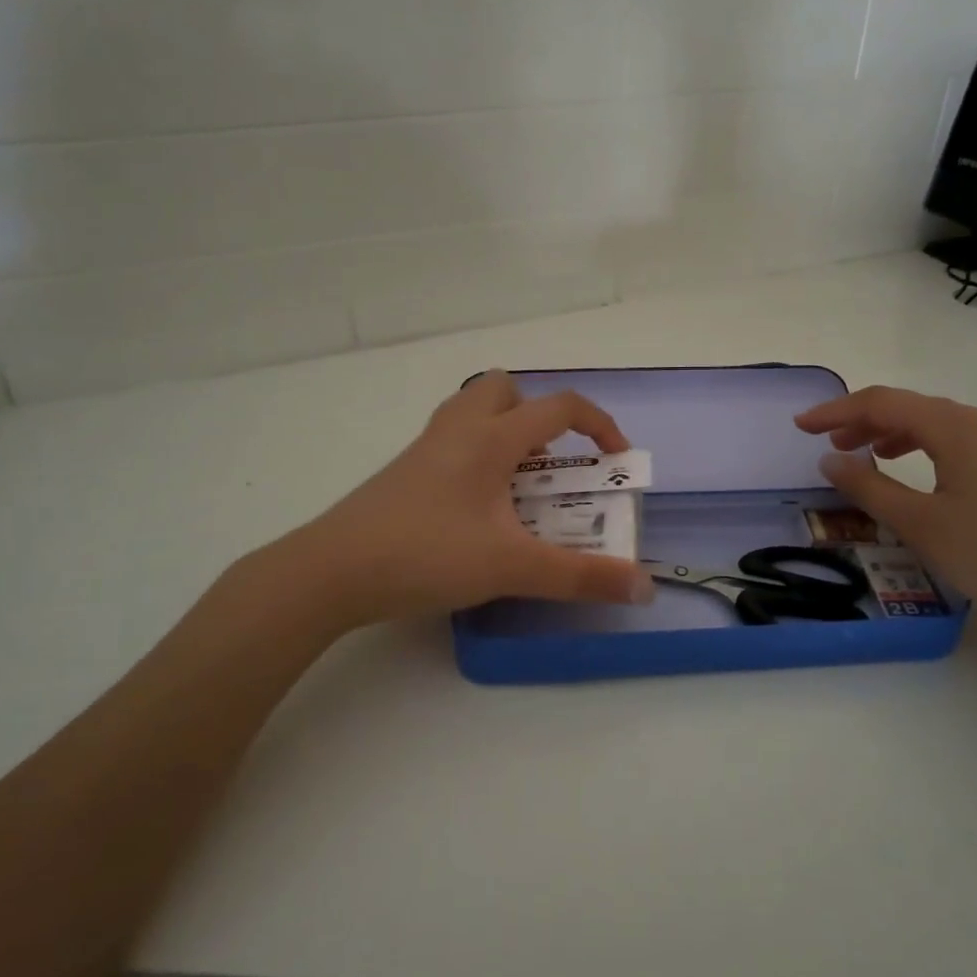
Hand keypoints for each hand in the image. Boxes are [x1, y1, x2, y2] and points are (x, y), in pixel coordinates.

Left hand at [285, 371, 655, 627]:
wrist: (332, 571)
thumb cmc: (427, 554)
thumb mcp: (512, 567)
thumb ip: (580, 577)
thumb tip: (643, 587)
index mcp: (490, 438)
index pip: (559, 407)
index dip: (599, 426)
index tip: (617, 461)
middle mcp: (458, 429)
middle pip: (504, 388)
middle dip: (538, 416)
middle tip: (550, 464)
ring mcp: (425, 448)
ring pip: (473, 412)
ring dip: (506, 434)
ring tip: (519, 487)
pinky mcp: (404, 472)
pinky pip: (452, 442)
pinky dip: (478, 456)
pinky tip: (478, 510)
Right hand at [794, 386, 976, 636]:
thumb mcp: (921, 524)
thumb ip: (869, 488)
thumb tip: (830, 460)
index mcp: (955, 428)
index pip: (882, 403)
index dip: (836, 412)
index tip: (801, 427)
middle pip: (910, 408)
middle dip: (863, 422)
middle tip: (828, 446)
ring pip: (936, 425)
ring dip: (893, 435)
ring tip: (866, 457)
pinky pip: (958, 443)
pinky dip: (923, 449)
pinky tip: (918, 475)